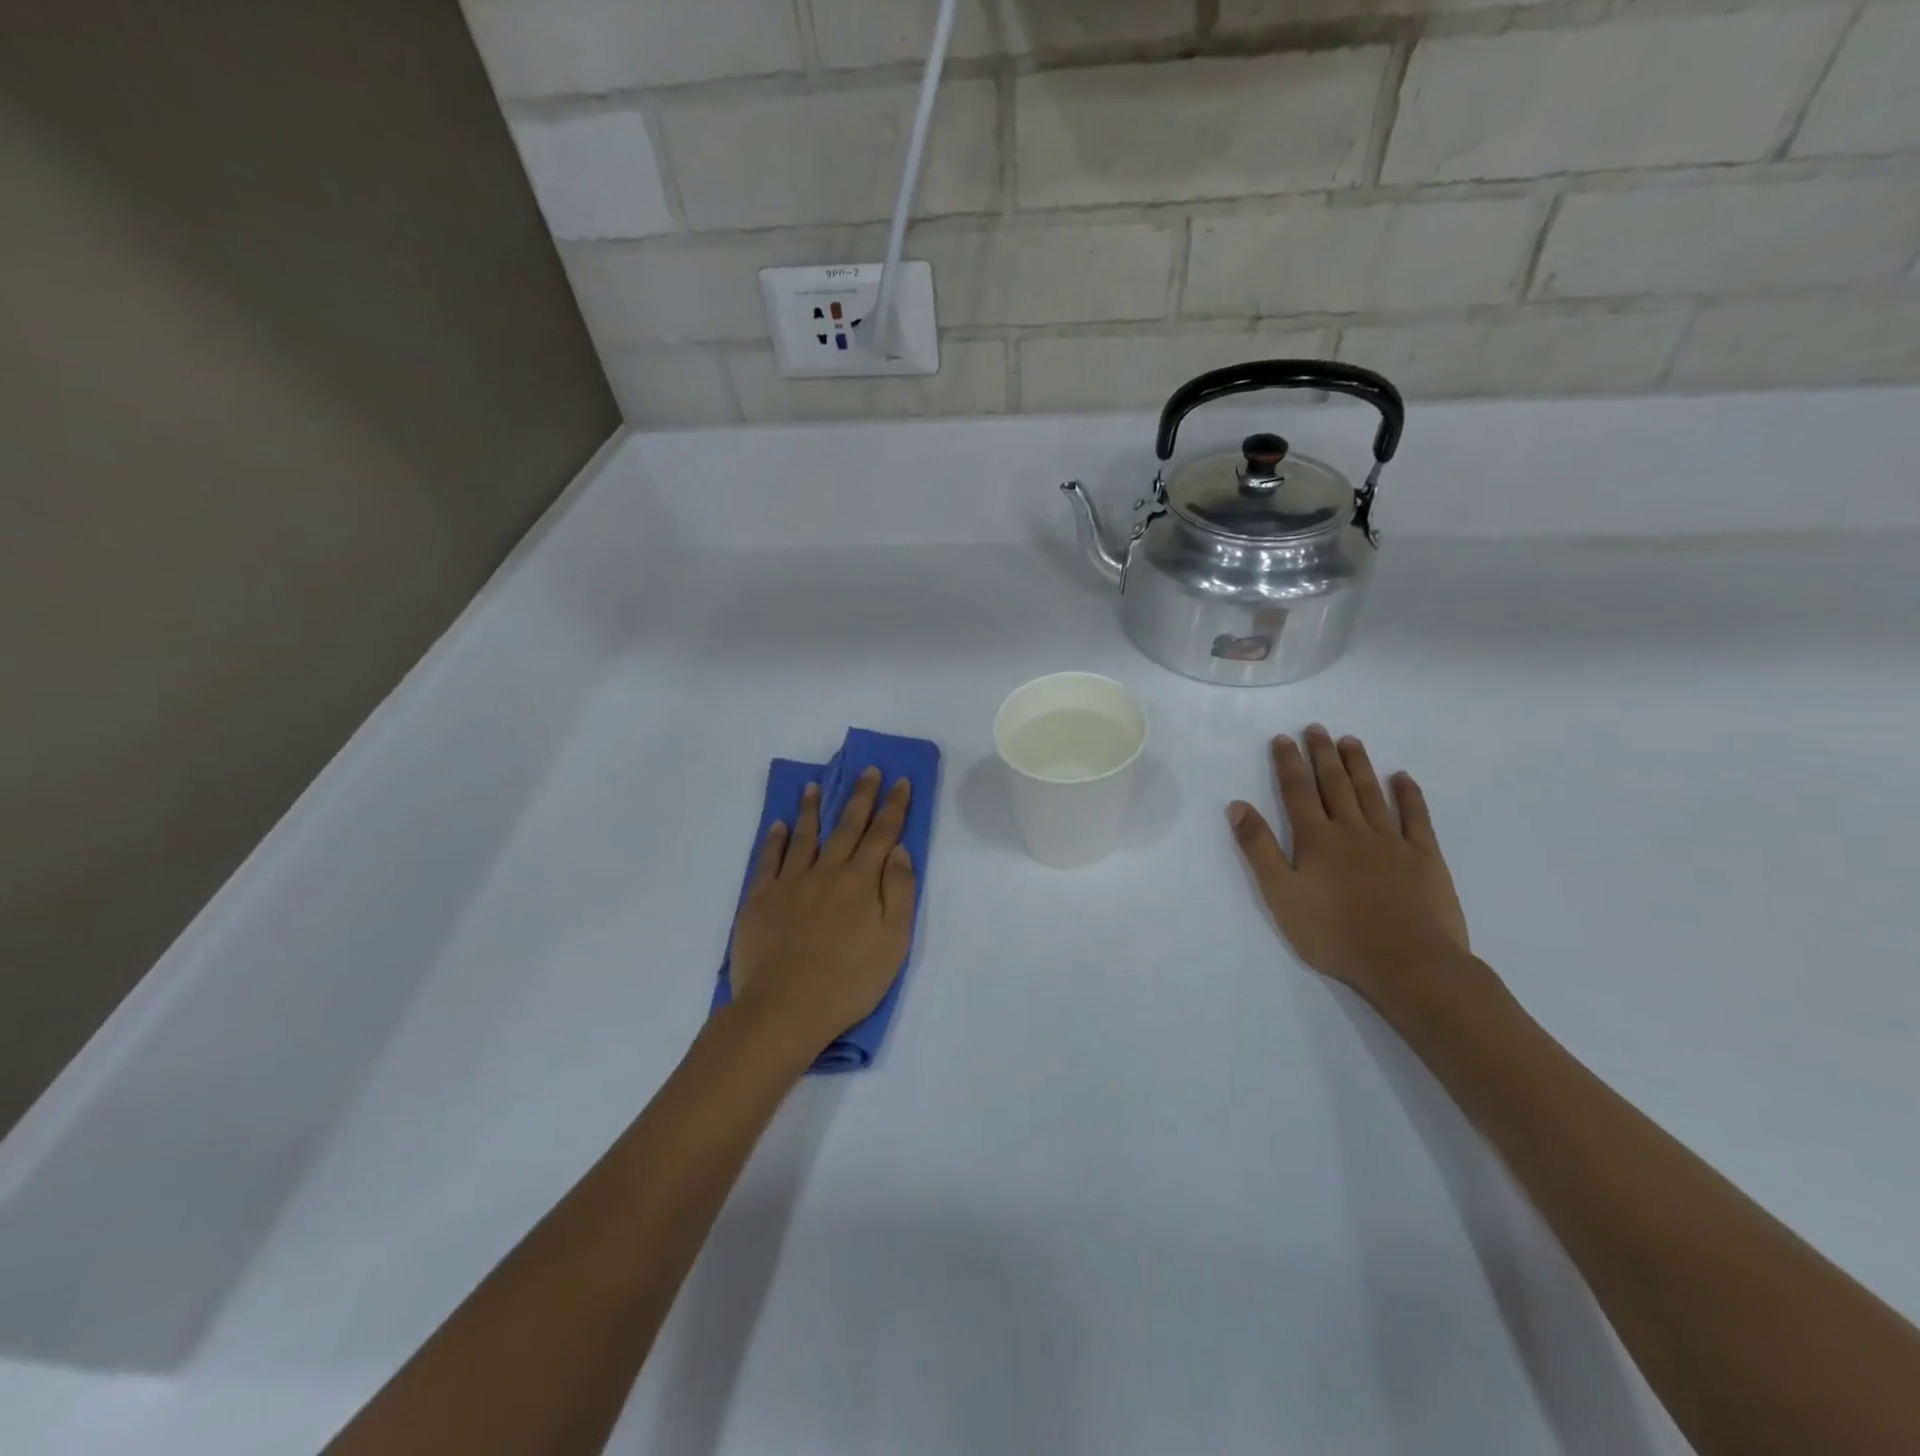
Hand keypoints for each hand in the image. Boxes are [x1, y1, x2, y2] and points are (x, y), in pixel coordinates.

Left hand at [729, 768, 916, 1057]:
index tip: (901, 782)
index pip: (882, 834)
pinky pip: (769, 859)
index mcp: (861, 881)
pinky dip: (775, 839)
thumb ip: (899, 891)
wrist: (786, 1007)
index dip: (894, 806)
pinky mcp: (760, 898)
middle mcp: (827, 871)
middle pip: (847, 826)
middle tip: (868, 770)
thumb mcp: (894, 941)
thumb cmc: (850, 980)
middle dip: (860, 795)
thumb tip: (899, 850)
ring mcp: (790, 882)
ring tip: (815, 786)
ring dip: (812, 808)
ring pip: (804, 835)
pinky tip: (779, 825)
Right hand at [1228, 726, 1470, 1008]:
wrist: (1407, 962)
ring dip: (1359, 765)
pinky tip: (1402, 778)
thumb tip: (1238, 806)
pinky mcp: (1425, 857)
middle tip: (1317, 728)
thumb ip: (1259, 848)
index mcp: (1316, 839)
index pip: (1297, 791)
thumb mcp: (1280, 894)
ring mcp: (1392, 841)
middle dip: (1323, 754)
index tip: (1283, 738)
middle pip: (1334, 784)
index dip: (1289, 763)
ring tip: (1351, 741)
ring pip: (1371, 793)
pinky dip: (1409, 794)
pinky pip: (1416, 817)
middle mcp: (1352, 830)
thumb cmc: (1333, 933)